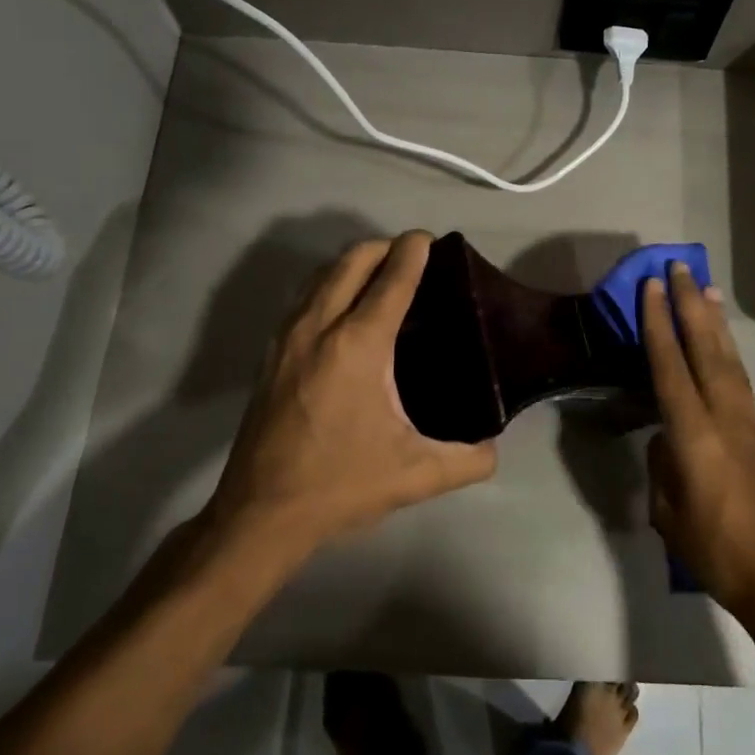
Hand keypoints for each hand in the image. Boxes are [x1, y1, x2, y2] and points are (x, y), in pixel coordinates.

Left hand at [196, 232, 497, 561]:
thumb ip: (468, 460)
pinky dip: (330, 284)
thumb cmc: (340, 485)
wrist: (260, 513)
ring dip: (353, 262)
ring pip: (321, 274)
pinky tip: (346, 310)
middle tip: (413, 258)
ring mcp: (287, 337)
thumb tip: (494, 448)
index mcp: (358, 345)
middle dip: (384, 247)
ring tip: (382, 277)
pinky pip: (304, 297)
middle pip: (351, 260)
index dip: (414, 251)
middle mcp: (318, 327)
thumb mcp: (416, 476)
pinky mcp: (271, 353)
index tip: (431, 241)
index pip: (391, 278)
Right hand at [641, 263, 754, 636]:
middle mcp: (725, 418)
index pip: (671, 367)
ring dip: (715, 321)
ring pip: (729, 359)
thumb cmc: (714, 549)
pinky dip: (728, 350)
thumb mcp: (668, 512)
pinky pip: (739, 379)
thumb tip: (665, 439)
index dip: (659, 324)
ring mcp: (748, 423)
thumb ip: (662, 465)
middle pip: (707, 350)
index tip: (651, 287)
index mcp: (696, 436)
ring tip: (706, 288)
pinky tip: (721, 342)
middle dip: (691, 305)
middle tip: (680, 268)